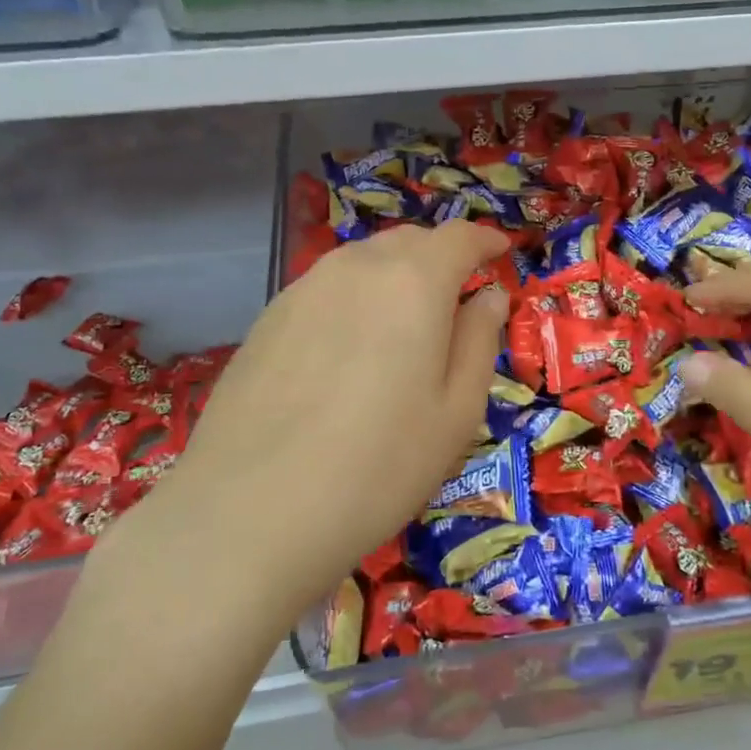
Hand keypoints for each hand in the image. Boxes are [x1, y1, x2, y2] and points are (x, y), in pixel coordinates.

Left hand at [100, 222, 509, 640]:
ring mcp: (303, 290)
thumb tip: (489, 297)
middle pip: (408, 241)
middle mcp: (355, 268)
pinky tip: (350, 349)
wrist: (250, 513)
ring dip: (395, 276)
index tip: (500, 251)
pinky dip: (354, 298)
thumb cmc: (379, 466)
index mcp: (413, 281)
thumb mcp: (456, 413)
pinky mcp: (267, 319)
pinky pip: (326, 289)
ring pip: (363, 262)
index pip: (458, 237)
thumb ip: (479, 341)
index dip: (484, 240)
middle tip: (457, 296)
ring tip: (405, 322)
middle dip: (440, 257)